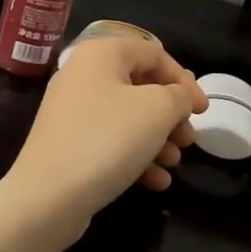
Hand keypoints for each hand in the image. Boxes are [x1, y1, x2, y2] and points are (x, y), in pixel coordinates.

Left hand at [1, 35, 205, 237]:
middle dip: (171, 115)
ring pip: (128, 117)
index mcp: (101, 54)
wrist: (47, 197)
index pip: (154, 54)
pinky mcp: (68, 144)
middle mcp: (83, 75)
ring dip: (158, 139)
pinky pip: (110, 141)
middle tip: (188, 139)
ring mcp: (72, 111)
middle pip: (141, 87)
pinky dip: (136, 156)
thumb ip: (179, 96)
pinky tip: (156, 181)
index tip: (202, 111)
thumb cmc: (108, 140)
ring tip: (174, 162)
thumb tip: (179, 97)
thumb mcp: (158, 110)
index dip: (184, 81)